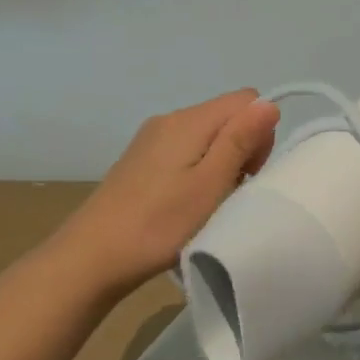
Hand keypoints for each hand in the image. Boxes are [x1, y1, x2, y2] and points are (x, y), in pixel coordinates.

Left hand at [53, 89, 279, 295]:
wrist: (90, 259)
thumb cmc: (159, 224)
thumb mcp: (211, 185)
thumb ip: (240, 141)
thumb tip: (269, 103)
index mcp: (189, 120)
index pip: (247, 100)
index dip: (259, 133)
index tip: (248, 173)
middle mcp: (169, 119)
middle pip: (226, 116)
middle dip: (241, 149)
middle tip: (228, 193)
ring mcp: (151, 139)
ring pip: (207, 136)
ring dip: (219, 164)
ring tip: (207, 204)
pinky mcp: (140, 160)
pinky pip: (185, 151)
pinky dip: (196, 171)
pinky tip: (184, 204)